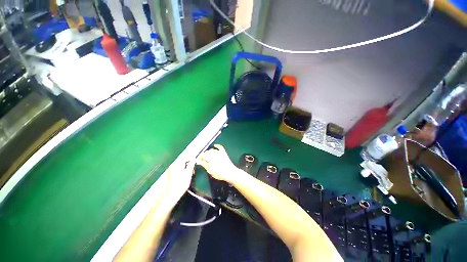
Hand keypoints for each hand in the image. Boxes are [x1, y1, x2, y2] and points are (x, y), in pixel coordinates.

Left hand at [153, 160, 194, 211]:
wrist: (171, 196)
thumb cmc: (181, 185)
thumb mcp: (188, 174)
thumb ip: (191, 165)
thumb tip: (194, 159)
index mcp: (177, 164)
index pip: (186, 157)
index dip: (191, 159)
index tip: (195, 163)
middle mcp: (173, 166)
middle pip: (182, 161)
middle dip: (188, 164)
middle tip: (192, 171)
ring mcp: (170, 170)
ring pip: (180, 166)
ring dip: (185, 169)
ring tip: (189, 175)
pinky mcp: (169, 175)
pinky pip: (177, 170)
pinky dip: (181, 172)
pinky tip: (183, 178)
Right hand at [196, 144, 237, 182]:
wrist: (230, 172)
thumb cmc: (219, 173)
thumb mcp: (209, 170)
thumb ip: (203, 164)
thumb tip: (198, 161)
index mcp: (209, 157)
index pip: (202, 155)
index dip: (199, 157)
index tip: (198, 160)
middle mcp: (214, 153)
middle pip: (207, 152)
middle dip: (203, 155)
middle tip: (202, 159)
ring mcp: (219, 152)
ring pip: (212, 150)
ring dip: (209, 152)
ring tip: (207, 155)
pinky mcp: (224, 153)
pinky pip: (220, 147)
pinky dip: (217, 146)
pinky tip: (214, 145)